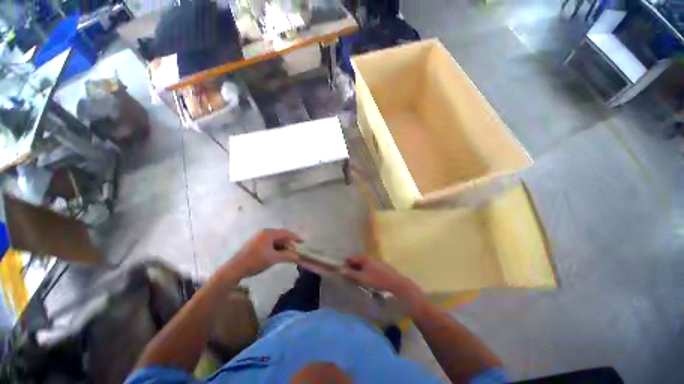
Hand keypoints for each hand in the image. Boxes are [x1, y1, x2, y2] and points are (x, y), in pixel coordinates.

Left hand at [217, 229, 301, 279]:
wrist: (234, 269)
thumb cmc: (255, 261)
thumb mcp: (273, 258)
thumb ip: (287, 256)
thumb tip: (298, 256)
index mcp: (268, 233)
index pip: (285, 233)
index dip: (295, 237)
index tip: (303, 241)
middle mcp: (263, 232)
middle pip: (280, 236)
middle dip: (288, 244)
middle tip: (293, 252)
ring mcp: (258, 237)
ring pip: (275, 240)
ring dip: (282, 247)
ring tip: (286, 255)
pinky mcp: (254, 243)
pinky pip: (269, 243)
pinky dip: (275, 248)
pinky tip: (276, 255)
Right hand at [340, 256, 419, 297]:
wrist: (396, 283)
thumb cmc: (377, 280)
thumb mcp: (362, 278)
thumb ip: (351, 274)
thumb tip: (341, 270)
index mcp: (364, 258)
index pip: (351, 258)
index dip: (345, 263)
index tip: (340, 268)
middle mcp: (370, 257)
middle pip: (358, 260)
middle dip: (352, 266)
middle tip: (347, 274)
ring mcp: (376, 261)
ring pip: (364, 264)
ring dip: (359, 269)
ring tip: (355, 277)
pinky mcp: (381, 265)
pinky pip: (369, 266)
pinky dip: (365, 270)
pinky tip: (366, 277)